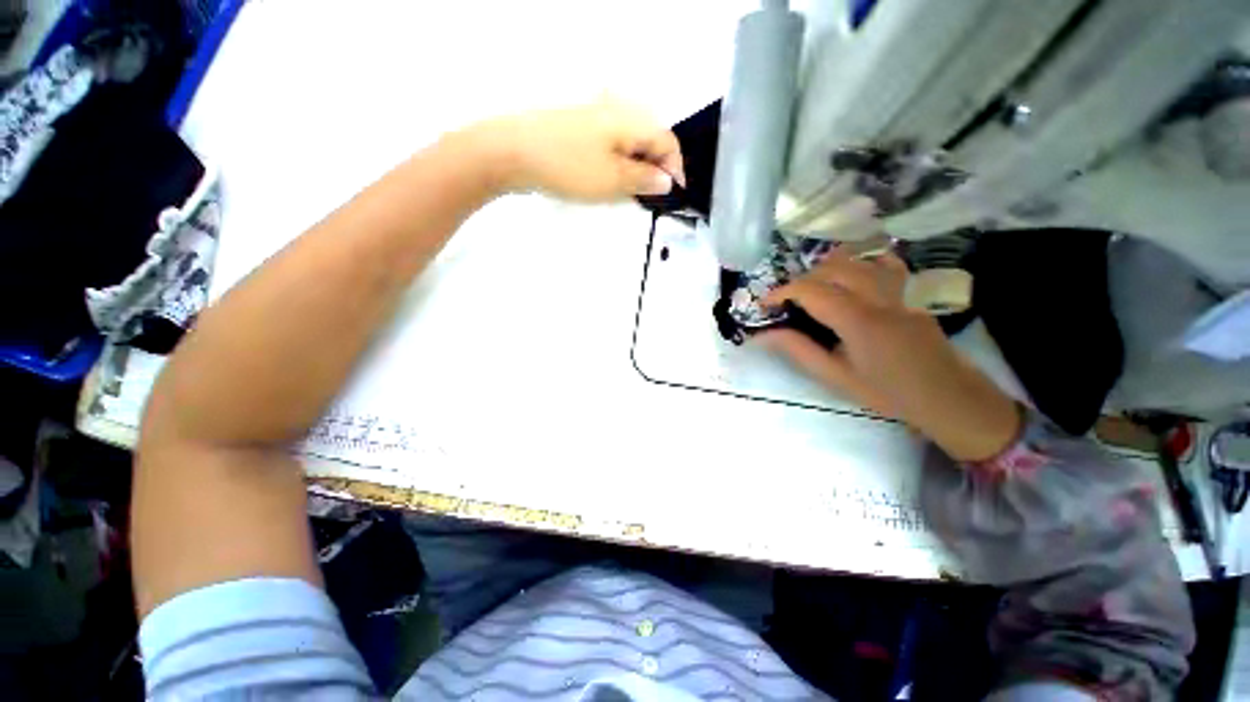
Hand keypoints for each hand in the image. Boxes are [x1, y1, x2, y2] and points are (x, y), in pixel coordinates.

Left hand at [473, 100, 685, 201]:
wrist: (513, 152)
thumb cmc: (570, 166)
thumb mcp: (613, 179)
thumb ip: (644, 179)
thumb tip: (667, 181)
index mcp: (631, 119)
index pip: (667, 141)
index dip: (675, 169)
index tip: (674, 195)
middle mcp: (617, 112)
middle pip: (649, 141)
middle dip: (656, 170)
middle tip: (651, 198)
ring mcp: (595, 119)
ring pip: (629, 145)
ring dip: (636, 170)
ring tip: (631, 194)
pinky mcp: (579, 130)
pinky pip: (610, 147)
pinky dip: (617, 165)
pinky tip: (609, 182)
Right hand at [757, 249, 1022, 461]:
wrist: (946, 395)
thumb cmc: (886, 391)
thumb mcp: (835, 376)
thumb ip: (798, 350)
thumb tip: (763, 335)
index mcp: (857, 319)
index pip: (809, 289)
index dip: (781, 292)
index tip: (765, 305)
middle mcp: (877, 294)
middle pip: (829, 268)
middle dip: (800, 280)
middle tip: (788, 302)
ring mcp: (898, 287)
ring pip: (855, 259)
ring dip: (825, 269)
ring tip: (813, 289)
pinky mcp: (911, 288)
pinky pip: (883, 260)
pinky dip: (860, 261)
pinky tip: (849, 275)